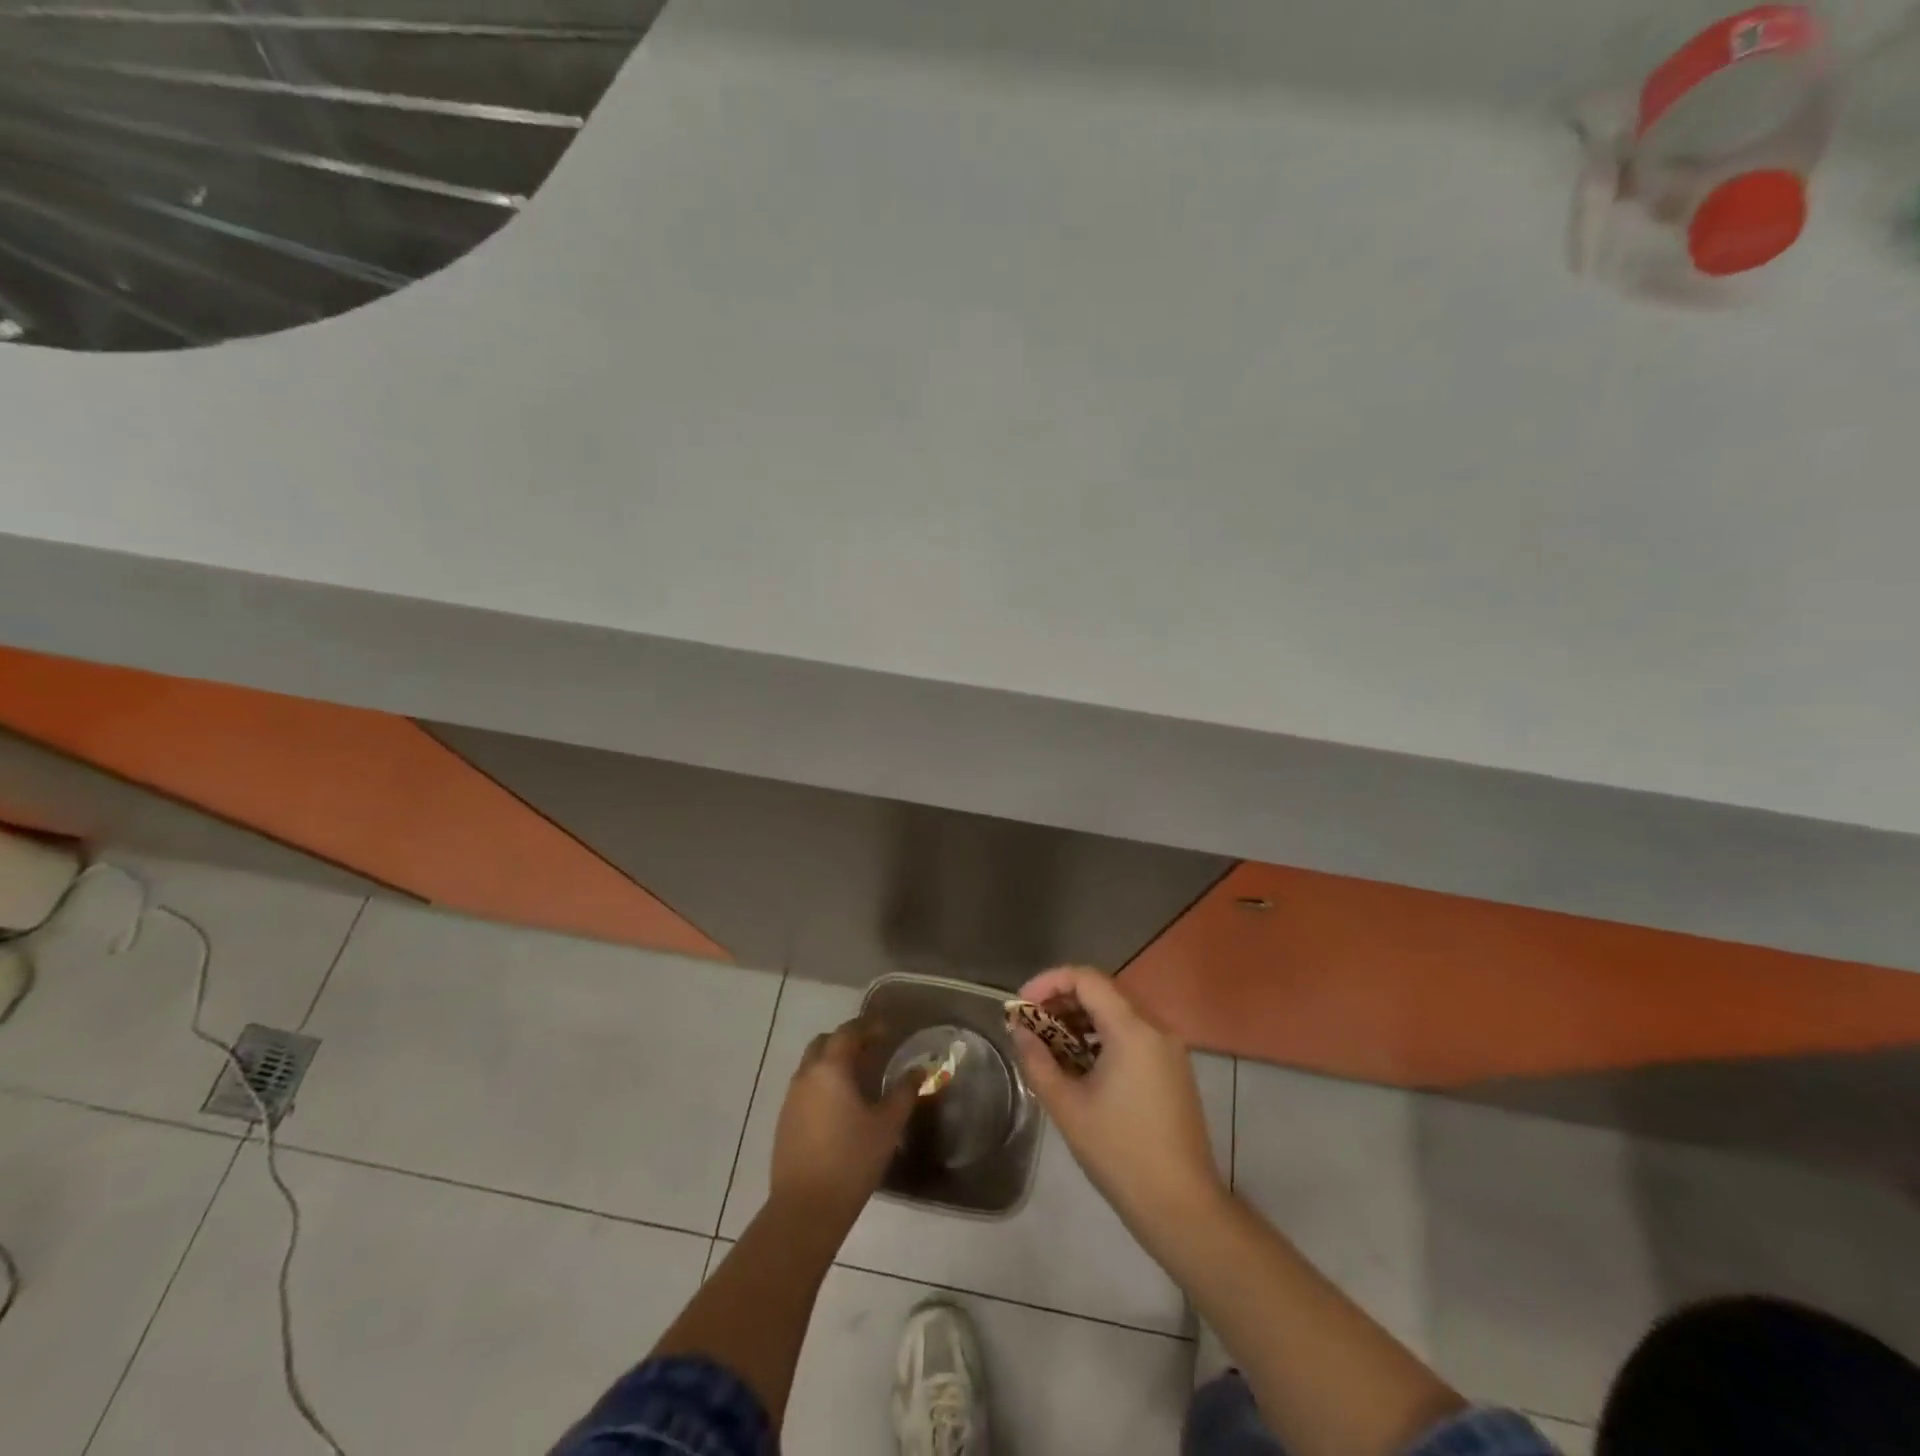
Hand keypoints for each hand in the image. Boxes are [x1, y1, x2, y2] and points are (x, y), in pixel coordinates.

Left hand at [769, 1018, 916, 1225]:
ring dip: (832, 1062)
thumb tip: (917, 1071)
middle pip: (824, 1043)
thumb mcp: (887, 1125)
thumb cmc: (852, 1160)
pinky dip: (822, 1084)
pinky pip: (804, 1088)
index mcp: (830, 1069)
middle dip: (846, 1040)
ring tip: (858, 1078)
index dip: (868, 1027)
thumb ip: (904, 1092)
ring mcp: (791, 1099)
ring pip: (811, 1065)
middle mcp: (806, 1075)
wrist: (805, 1208)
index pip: (848, 1032)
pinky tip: (839, 1106)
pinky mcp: (784, 1121)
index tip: (887, 1031)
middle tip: (871, 1050)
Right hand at [1011, 967, 1225, 1237]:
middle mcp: (1155, 1028)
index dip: (1048, 982)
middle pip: (1102, 992)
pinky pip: (1132, 1034)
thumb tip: (1019, 1030)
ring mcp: (1168, 1048)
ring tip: (1049, 1045)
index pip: (1086, 979)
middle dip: (1061, 1001)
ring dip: (1080, 1019)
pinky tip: (1081, 1064)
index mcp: (1132, 1030)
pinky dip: (1102, 1037)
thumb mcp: (1067, 1106)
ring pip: (1117, 1013)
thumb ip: (1037, 1060)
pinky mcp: (1172, 1068)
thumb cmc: (1119, 1153)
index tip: (1021, 1005)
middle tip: (1030, 1025)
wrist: (1181, 1206)